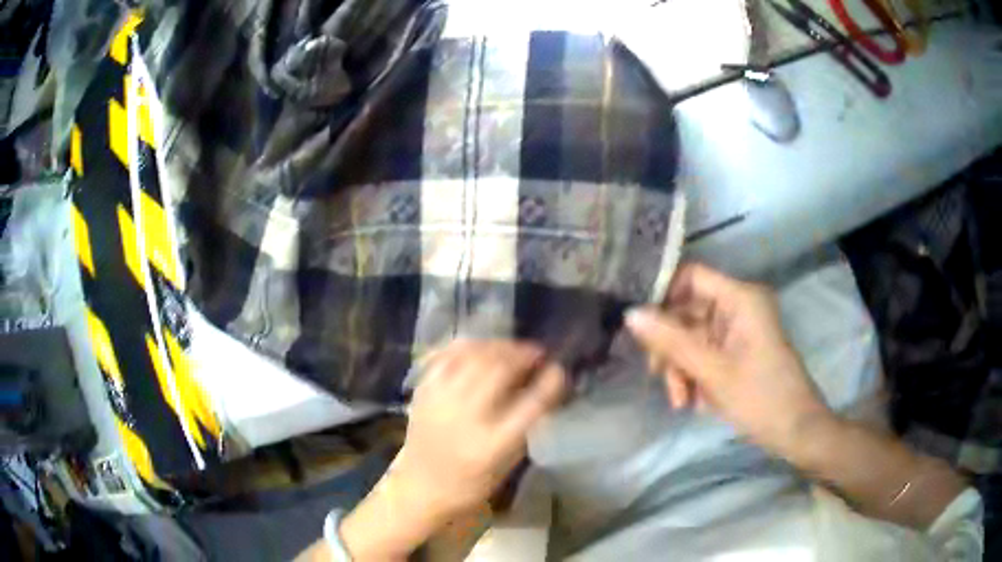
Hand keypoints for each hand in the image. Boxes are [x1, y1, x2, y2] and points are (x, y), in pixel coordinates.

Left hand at [394, 340, 566, 521]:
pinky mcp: (423, 392)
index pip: (531, 404)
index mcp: (493, 444)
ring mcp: (440, 401)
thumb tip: (541, 383)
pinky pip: (446, 356)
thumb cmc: (471, 483)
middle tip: (536, 354)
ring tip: (511, 349)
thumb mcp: (507, 462)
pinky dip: (467, 346)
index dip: (550, 382)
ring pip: (473, 356)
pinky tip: (480, 347)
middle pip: (499, 370)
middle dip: (523, 355)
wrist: (420, 487)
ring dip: (497, 346)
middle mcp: (466, 417)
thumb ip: (525, 424)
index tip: (559, 369)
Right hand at [625, 263, 834, 458]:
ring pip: (691, 337)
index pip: (691, 276)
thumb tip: (630, 314)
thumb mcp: (713, 371)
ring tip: (681, 401)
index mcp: (740, 298)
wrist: (795, 432)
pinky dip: (693, 375)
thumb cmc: (761, 397)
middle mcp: (738, 306)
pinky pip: (703, 353)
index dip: (662, 295)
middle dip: (671, 347)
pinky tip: (693, 402)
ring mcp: (737, 330)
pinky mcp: (736, 350)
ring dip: (680, 367)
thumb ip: (671, 341)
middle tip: (658, 376)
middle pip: (687, 311)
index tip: (640, 326)